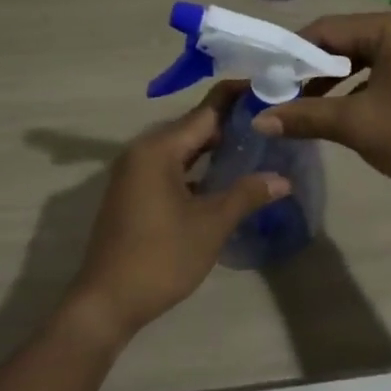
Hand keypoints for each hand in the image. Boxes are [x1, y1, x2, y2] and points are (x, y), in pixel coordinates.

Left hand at [67, 84, 289, 339]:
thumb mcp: (211, 225)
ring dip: (215, 149)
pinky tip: (224, 179)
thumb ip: (246, 194)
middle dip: (231, 125)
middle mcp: (142, 152)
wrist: (108, 301)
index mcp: (158, 149)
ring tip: (256, 147)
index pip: (206, 111)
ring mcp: (134, 174)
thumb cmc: (161, 257)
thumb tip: (282, 178)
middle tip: (272, 122)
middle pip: (193, 127)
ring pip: (182, 150)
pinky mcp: (133, 194)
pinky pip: (171, 169)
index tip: (269, 89)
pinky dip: (197, 169)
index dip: (238, 100)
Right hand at [253, 11, 390, 201]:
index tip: (264, 80)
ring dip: (329, 82)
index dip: (290, 54)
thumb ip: (306, 116)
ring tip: (302, 109)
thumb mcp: (357, 125)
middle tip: (278, 96)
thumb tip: (258, 119)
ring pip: (359, 59)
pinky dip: (354, 89)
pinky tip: (338, 114)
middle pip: (341, 41)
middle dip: (308, 70)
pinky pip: (378, 72)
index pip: (324, 29)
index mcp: (390, 27)